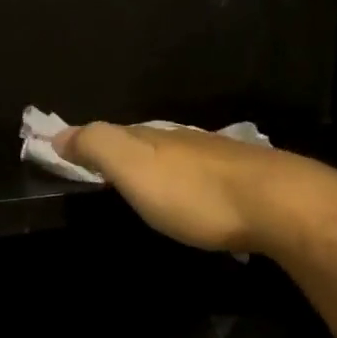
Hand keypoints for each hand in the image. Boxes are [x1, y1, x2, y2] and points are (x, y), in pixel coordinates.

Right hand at [54, 124, 336, 256]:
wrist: (278, 204)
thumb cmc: (195, 192)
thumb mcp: (134, 168)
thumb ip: (98, 147)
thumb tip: (58, 133)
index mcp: (154, 138)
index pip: (113, 133)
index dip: (89, 142)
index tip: (69, 153)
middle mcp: (185, 141)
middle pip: (146, 142)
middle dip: (125, 151)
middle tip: (107, 170)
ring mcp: (218, 158)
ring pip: (178, 156)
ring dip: (160, 166)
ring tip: (148, 184)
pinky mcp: (246, 181)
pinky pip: (204, 175)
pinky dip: (189, 181)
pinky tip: (194, 196)